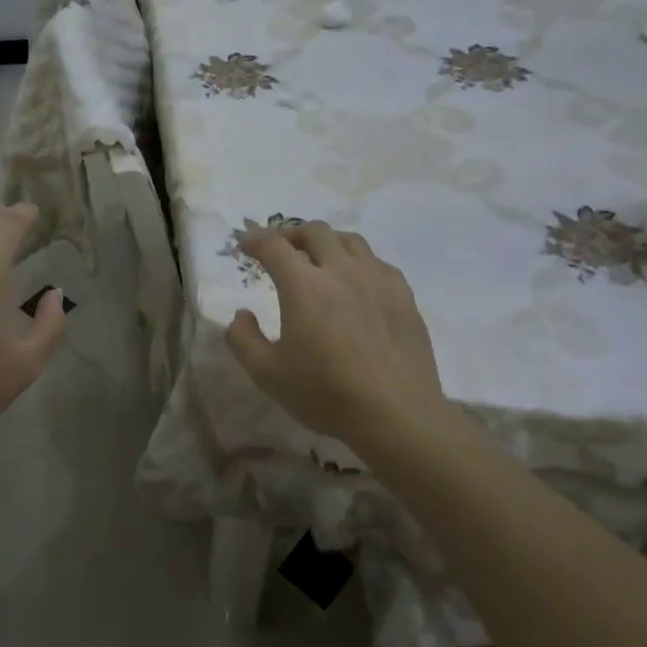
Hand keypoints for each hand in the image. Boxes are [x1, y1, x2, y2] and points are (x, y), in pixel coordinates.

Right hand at [225, 221, 451, 453]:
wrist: (396, 414)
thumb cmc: (325, 394)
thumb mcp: (267, 374)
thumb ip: (243, 339)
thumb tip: (242, 314)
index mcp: (303, 286)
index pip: (273, 246)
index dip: (255, 239)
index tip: (245, 243)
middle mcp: (340, 271)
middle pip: (314, 231)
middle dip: (291, 234)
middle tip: (281, 249)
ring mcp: (377, 279)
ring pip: (350, 240)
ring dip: (327, 242)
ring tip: (319, 258)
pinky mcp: (403, 295)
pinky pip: (377, 262)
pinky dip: (358, 262)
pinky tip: (356, 282)